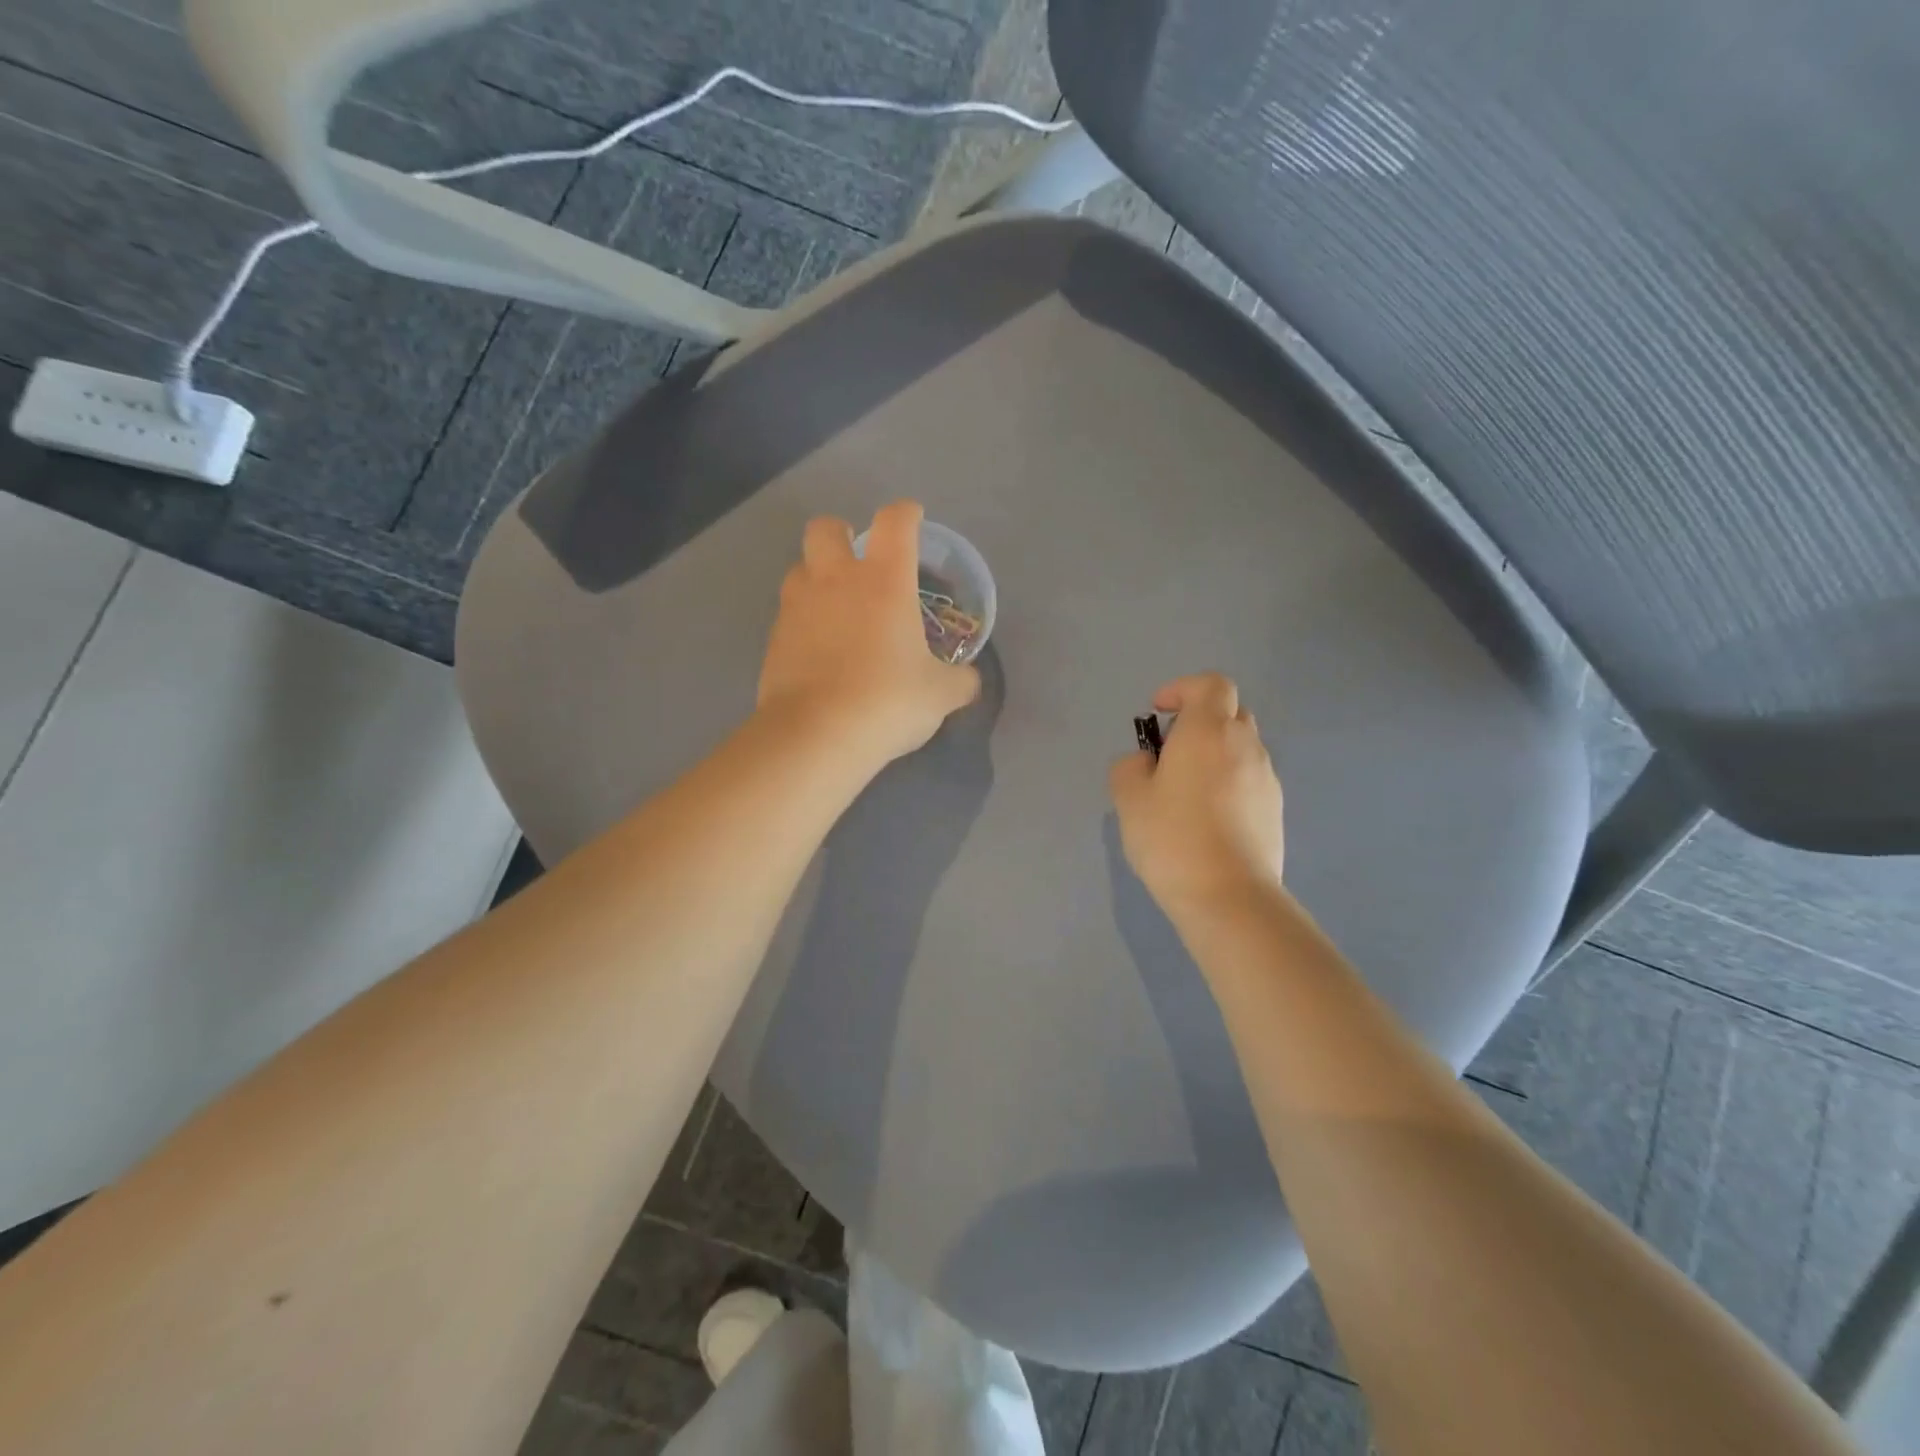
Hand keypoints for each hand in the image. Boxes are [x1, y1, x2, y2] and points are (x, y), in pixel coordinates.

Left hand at [758, 500, 980, 772]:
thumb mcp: (941, 694)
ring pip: (799, 568)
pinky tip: (818, 648)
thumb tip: (969, 680)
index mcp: (884, 580)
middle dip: (841, 533)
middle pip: (825, 528)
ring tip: (835, 606)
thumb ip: (960, 680)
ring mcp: (798, 607)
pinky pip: (789, 613)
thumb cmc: (888, 701)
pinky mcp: (774, 638)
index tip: (913, 520)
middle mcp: (836, 580)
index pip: (895, 522)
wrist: (816, 735)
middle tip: (858, 560)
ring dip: (817, 576)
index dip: (906, 514)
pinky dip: (804, 620)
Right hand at [1109, 673, 1284, 917]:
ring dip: (1214, 756)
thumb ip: (1130, 767)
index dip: (1183, 689)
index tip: (1158, 712)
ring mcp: (1267, 780)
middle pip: (1229, 714)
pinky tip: (1206, 822)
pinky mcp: (1275, 812)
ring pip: (1241, 749)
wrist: (1229, 896)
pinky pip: (1249, 781)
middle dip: (1199, 723)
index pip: (1211, 685)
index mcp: (1209, 731)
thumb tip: (1148, 763)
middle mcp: (1246, 746)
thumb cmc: (1172, 837)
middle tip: (1169, 755)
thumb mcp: (1129, 798)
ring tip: (1184, 795)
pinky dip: (1228, 785)